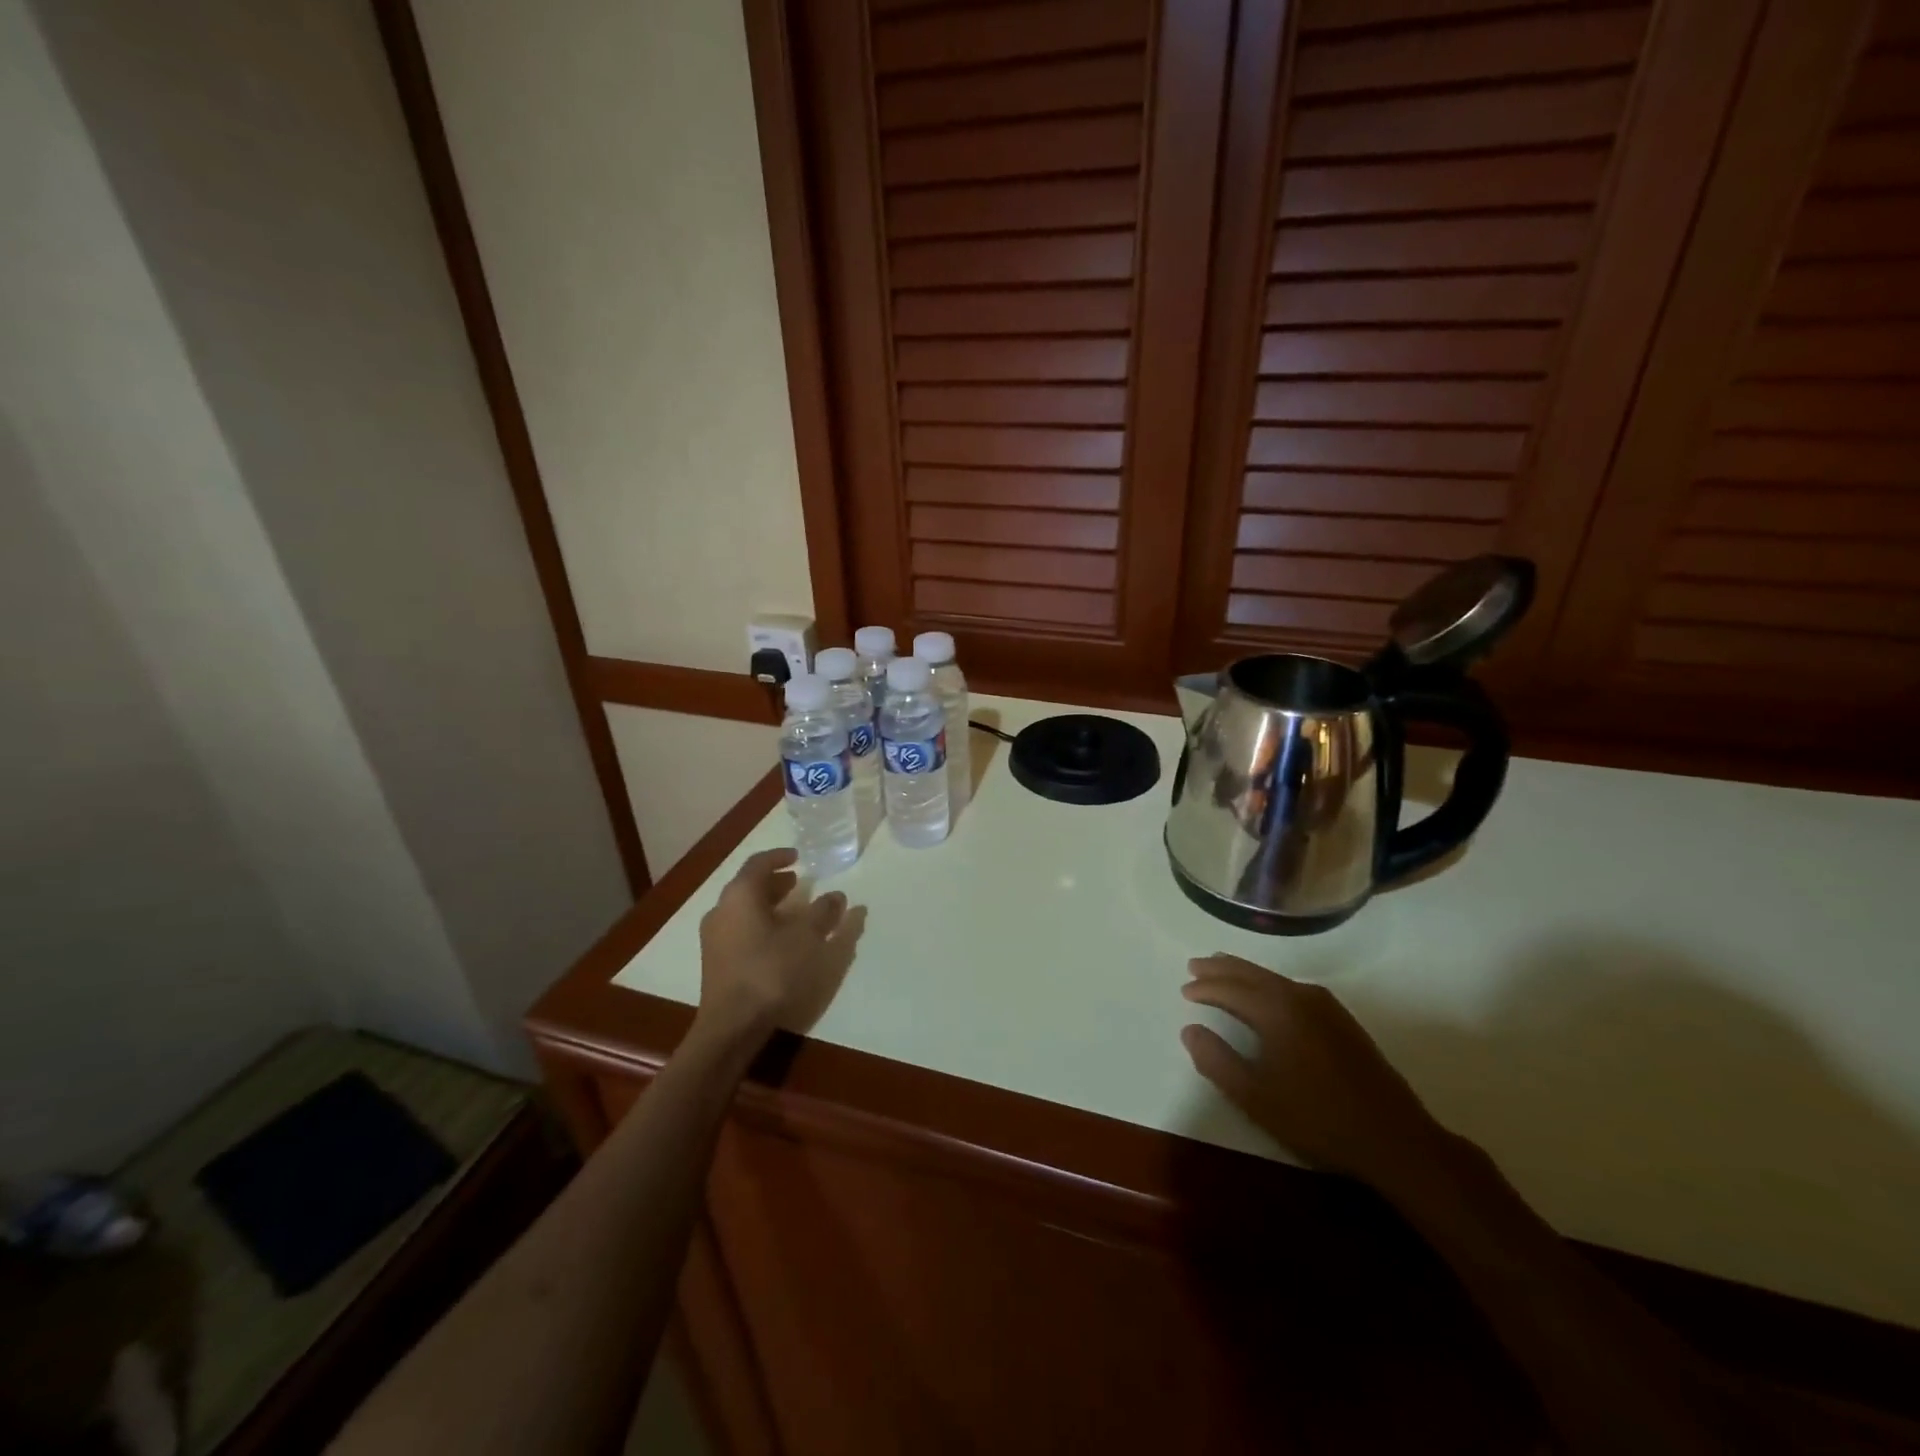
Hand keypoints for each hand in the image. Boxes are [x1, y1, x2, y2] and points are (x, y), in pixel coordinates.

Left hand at [697, 849, 850, 1042]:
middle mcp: (721, 910)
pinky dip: (761, 924)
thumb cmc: (770, 970)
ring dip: (768, 905)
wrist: (732, 1024)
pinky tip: (780, 940)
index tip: (798, 857)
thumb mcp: (807, 938)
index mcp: (740, 895)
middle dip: (775, 882)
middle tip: (799, 883)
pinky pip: (740, 929)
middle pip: (748, 886)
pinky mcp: (716, 961)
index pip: (758, 863)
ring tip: (794, 911)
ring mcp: (715, 937)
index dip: (780, 857)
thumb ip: (824, 913)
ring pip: (743, 909)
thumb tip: (836, 896)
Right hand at [1180, 955, 1448, 1192]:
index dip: (1205, 988)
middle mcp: (1299, 996)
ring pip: (1273, 979)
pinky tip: (1267, 993)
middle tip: (1195, 965)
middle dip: (1221, 968)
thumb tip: (1190, 1029)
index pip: (1230, 988)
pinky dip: (1268, 984)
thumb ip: (1216, 1060)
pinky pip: (1292, 987)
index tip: (1184, 991)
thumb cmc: (1317, 1118)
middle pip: (1252, 973)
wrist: (1394, 1138)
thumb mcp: (1255, 1097)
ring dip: (1244, 973)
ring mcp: (1325, 1005)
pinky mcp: (1342, 1019)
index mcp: (1276, 1010)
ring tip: (1224, 970)